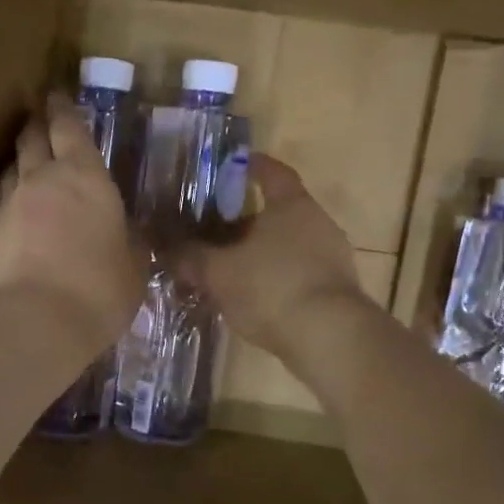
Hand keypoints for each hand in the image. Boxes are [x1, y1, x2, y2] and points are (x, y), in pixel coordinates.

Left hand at [0, 94, 143, 355]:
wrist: (33, 322)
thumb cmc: (98, 290)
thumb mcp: (133, 268)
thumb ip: (129, 244)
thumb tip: (127, 236)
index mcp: (85, 178)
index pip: (69, 128)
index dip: (63, 110)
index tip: (57, 96)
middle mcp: (40, 182)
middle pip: (31, 140)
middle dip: (36, 126)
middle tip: (40, 121)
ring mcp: (6, 208)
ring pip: (9, 172)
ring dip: (18, 166)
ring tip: (25, 169)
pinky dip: (9, 213)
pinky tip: (16, 228)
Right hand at [177, 154, 371, 365]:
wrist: (330, 339)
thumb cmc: (272, 289)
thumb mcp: (219, 273)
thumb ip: (191, 258)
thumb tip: (166, 248)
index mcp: (292, 206)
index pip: (273, 173)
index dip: (252, 166)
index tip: (234, 164)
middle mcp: (318, 223)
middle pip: (280, 211)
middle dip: (248, 219)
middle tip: (216, 228)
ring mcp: (333, 258)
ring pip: (289, 245)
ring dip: (262, 252)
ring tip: (231, 267)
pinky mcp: (337, 290)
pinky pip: (299, 273)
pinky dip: (277, 278)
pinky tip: (255, 297)